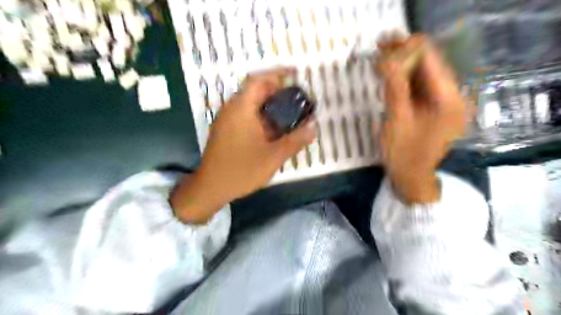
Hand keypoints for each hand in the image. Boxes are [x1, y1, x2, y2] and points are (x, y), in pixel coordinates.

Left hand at [170, 68, 317, 223]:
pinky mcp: (225, 130)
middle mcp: (231, 109)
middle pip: (255, 90)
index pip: (259, 80)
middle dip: (277, 91)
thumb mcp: (273, 157)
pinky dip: (261, 115)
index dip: (277, 73)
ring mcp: (226, 120)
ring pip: (250, 104)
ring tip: (289, 113)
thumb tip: (314, 128)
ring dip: (269, 105)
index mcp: (241, 108)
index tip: (295, 74)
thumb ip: (295, 141)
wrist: (210, 187)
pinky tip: (273, 129)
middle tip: (297, 99)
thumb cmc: (241, 170)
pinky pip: (245, 115)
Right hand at [377, 35, 469, 203]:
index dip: (408, 48)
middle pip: (430, 65)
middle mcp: (454, 97)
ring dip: (404, 66)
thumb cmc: (403, 154)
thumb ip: (394, 88)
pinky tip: (390, 76)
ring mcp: (446, 103)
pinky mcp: (437, 108)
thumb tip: (386, 58)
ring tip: (381, 58)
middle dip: (405, 55)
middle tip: (379, 48)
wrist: (411, 178)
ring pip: (425, 75)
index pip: (431, 61)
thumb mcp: (396, 120)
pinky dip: (406, 80)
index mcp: (449, 100)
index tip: (383, 46)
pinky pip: (422, 87)